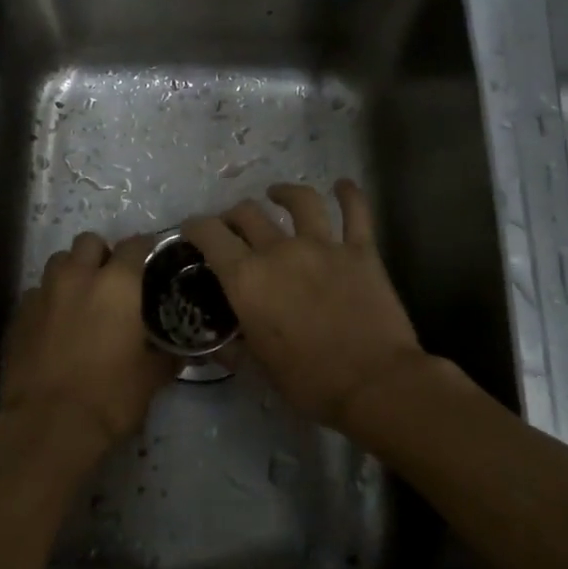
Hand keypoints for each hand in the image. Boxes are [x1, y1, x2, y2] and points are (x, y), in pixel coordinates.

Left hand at [0, 231, 177, 475]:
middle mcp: (77, 277)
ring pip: (58, 262)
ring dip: (72, 272)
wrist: (46, 426)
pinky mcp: (17, 316)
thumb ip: (166, 356)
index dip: (145, 250)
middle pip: (89, 242)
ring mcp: (42, 294)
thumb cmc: (110, 397)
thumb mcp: (151, 378)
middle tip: (112, 281)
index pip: (135, 245)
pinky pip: (36, 294)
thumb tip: (179, 353)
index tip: (151, 263)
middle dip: (101, 254)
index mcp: (117, 284)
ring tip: (81, 299)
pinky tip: (55, 327)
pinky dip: (49, 302)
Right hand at [182, 181, 427, 431]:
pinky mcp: (360, 250)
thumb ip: (233, 349)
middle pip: (248, 214)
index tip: (192, 231)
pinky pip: (355, 212)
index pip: (210, 235)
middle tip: (233, 227)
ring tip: (277, 193)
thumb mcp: (258, 370)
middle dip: (233, 216)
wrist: (375, 383)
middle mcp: (279, 251)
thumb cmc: (309, 382)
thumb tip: (217, 343)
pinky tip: (343, 185)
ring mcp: (323, 245)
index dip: (195, 227)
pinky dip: (349, 194)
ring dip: (284, 193)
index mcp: (247, 279)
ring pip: (299, 201)